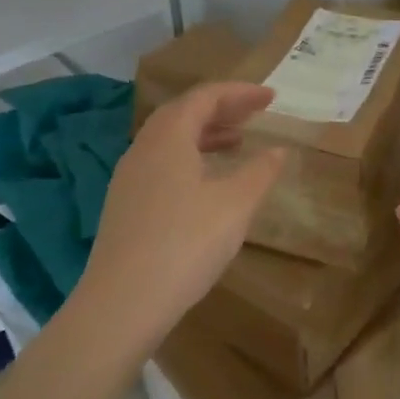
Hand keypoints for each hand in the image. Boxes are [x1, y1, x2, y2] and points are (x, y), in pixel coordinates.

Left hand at [79, 82, 286, 345]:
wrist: (121, 305)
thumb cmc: (185, 244)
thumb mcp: (235, 205)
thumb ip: (260, 172)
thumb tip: (278, 150)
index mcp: (169, 137)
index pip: (205, 97)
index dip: (240, 93)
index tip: (270, 97)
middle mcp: (143, 147)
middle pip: (184, 112)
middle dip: (222, 109)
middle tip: (254, 114)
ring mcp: (128, 177)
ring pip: (170, 139)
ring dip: (205, 133)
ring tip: (237, 143)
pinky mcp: (124, 205)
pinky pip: (161, 163)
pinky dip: (189, 157)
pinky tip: (207, 183)